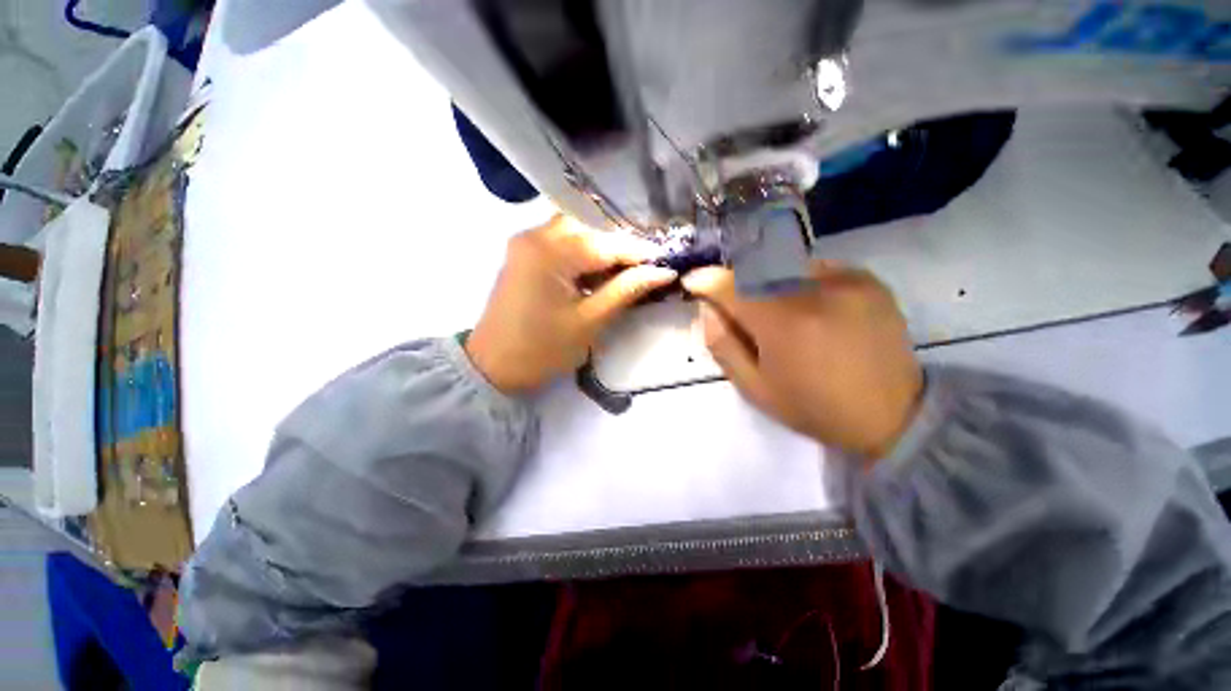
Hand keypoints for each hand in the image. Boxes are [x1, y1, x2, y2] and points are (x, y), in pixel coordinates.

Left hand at [466, 215, 676, 394]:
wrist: (492, 366)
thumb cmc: (542, 350)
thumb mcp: (590, 322)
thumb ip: (626, 291)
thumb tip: (663, 272)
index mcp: (551, 252)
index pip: (608, 243)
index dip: (640, 253)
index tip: (666, 263)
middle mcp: (535, 235)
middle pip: (590, 229)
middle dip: (620, 247)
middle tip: (643, 269)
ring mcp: (525, 241)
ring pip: (576, 231)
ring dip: (601, 248)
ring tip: (622, 272)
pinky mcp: (522, 253)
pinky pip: (559, 241)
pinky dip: (581, 252)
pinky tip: (595, 271)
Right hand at [682, 262, 923, 462]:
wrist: (894, 415)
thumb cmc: (815, 408)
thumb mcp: (755, 389)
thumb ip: (722, 346)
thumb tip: (706, 310)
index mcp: (784, 324)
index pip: (732, 285)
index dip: (707, 280)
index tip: (693, 282)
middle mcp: (816, 292)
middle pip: (756, 269)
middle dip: (735, 283)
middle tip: (731, 304)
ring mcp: (847, 281)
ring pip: (785, 266)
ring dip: (766, 282)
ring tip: (772, 309)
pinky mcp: (868, 280)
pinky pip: (816, 269)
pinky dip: (798, 281)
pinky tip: (806, 306)